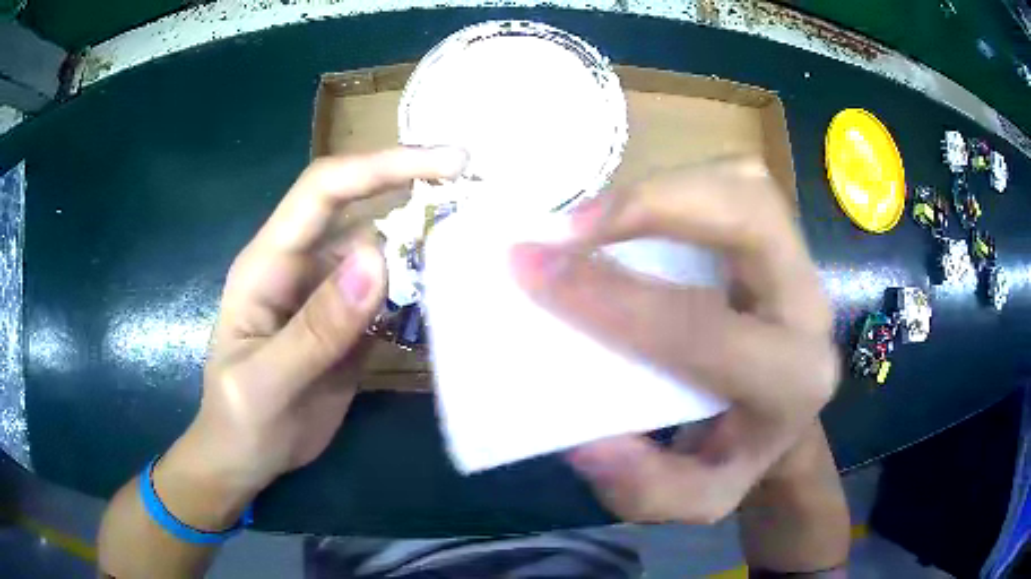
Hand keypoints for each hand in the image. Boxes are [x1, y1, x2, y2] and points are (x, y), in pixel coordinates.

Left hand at [176, 147, 467, 495]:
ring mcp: (329, 294)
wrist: (248, 458)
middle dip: (416, 189)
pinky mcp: (351, 323)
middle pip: (361, 208)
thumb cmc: (240, 419)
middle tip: (480, 187)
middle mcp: (302, 265)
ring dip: (428, 242)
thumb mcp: (265, 382)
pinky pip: (392, 293)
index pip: (324, 190)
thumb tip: (377, 258)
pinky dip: (424, 288)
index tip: (445, 162)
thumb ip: (316, 327)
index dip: (381, 166)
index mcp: (269, 263)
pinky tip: (457, 292)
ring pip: (384, 250)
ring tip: (483, 241)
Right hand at [510, 157, 838, 523]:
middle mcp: (808, 310)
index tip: (532, 269)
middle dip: (655, 205)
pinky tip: (635, 216)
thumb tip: (588, 439)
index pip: (699, 328)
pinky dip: (677, 186)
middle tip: (571, 225)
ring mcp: (798, 264)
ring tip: (595, 219)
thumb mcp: (694, 502)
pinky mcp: (779, 240)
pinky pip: (734, 185)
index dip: (610, 295)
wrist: (782, 422)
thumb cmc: (736, 457)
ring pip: (745, 186)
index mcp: (791, 382)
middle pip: (751, 216)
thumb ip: (643, 488)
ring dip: (665, 187)